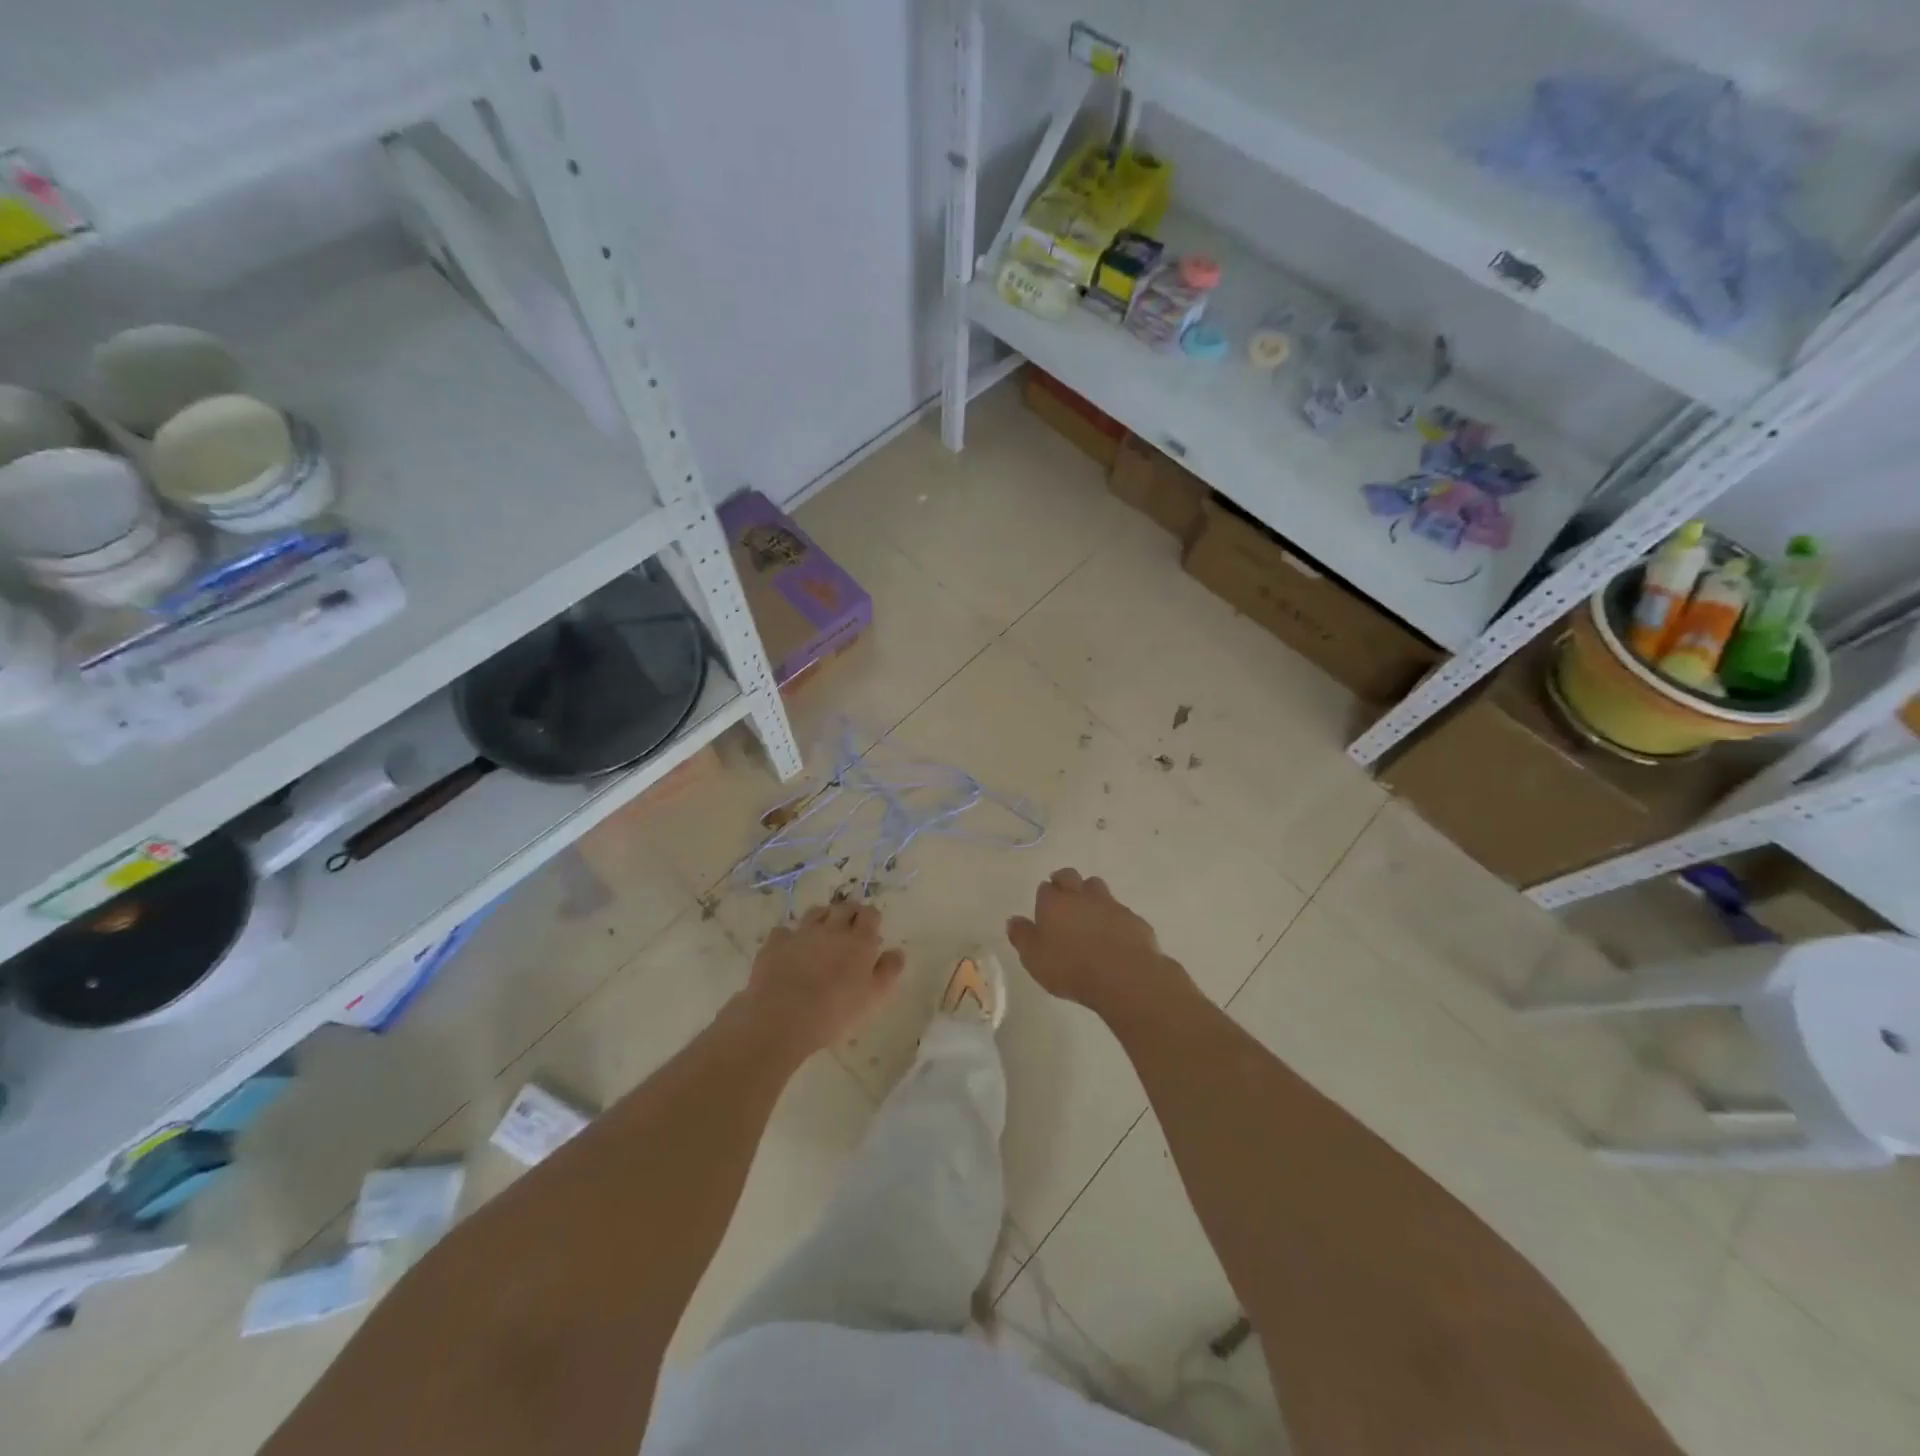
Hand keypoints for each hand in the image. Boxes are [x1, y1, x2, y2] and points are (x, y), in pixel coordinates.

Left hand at [739, 901, 905, 1059]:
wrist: (782, 1018)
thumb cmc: (835, 1012)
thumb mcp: (874, 997)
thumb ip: (889, 971)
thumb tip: (897, 951)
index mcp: (859, 940)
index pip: (870, 914)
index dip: (871, 919)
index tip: (872, 930)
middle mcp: (831, 929)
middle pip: (844, 908)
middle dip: (850, 914)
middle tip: (850, 930)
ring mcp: (801, 933)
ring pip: (816, 913)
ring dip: (823, 918)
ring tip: (823, 934)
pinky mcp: (775, 943)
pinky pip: (785, 931)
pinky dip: (790, 936)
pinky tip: (790, 949)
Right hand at [1006, 868, 1188, 1016]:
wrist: (1123, 975)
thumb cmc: (1070, 967)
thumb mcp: (1034, 958)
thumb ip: (1022, 937)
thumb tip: (1014, 920)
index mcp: (1054, 903)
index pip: (1045, 888)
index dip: (1044, 896)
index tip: (1044, 908)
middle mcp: (1081, 896)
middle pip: (1071, 876)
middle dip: (1065, 881)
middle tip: (1063, 897)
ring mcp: (1110, 905)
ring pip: (1097, 888)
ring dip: (1091, 896)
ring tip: (1089, 915)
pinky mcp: (1133, 920)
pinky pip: (1120, 912)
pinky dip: (1114, 919)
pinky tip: (1114, 937)